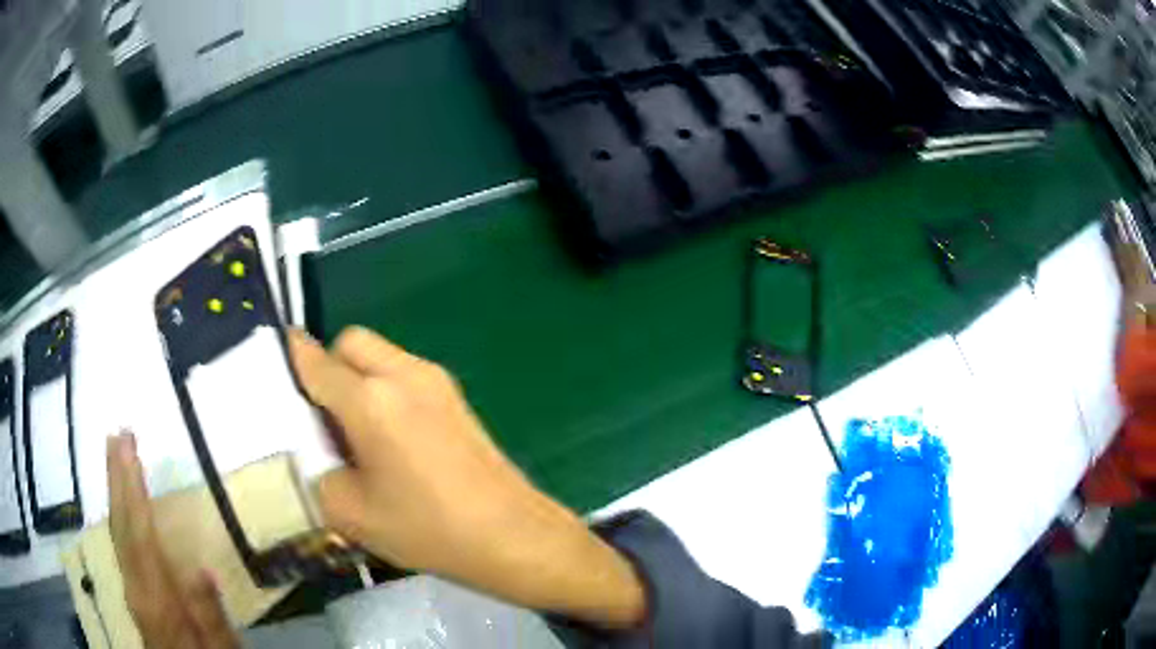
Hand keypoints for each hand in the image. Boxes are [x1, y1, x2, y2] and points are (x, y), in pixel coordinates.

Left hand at [107, 431, 240, 648]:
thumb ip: (210, 616)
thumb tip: (202, 569)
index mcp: (159, 601)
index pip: (140, 536)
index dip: (132, 490)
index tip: (129, 448)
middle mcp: (136, 587)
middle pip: (121, 526)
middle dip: (117, 478)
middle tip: (117, 434)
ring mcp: (131, 588)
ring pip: (117, 531)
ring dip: (115, 490)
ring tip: (115, 454)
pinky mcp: (132, 589)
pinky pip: (121, 543)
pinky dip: (118, 513)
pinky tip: (120, 500)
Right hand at [290, 327, 644, 628]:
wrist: (512, 535)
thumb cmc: (429, 530)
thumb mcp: (352, 513)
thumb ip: (319, 471)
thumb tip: (319, 448)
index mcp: (371, 400)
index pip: (316, 361)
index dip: (290, 358)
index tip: (274, 366)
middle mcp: (404, 375)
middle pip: (352, 342)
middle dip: (329, 366)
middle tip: (323, 415)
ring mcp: (436, 381)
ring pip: (381, 355)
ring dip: (359, 377)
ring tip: (357, 431)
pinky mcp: (456, 396)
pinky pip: (405, 373)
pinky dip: (385, 388)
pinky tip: (390, 438)